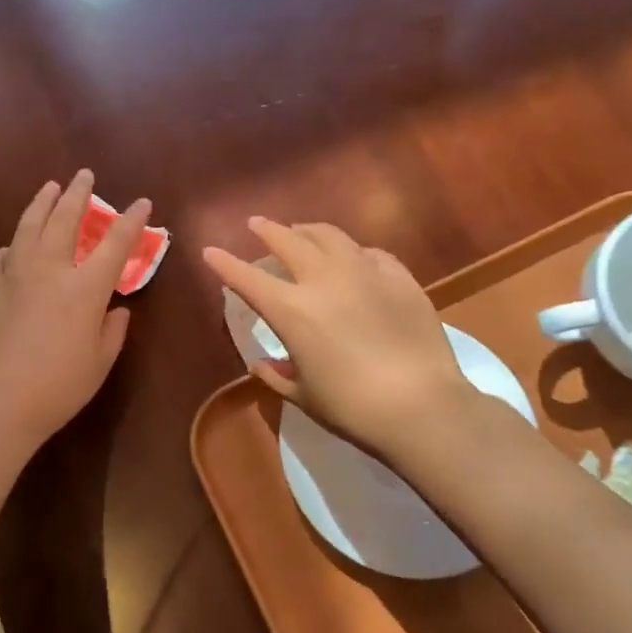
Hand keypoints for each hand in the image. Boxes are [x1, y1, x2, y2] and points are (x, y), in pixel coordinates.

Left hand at [0, 170, 151, 457]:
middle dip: (78, 194)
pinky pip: (0, 256)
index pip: (115, 244)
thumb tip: (116, 310)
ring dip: (42, 203)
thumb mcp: (99, 364)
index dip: (131, 221)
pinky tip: (12, 248)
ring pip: (28, 227)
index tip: (141, 202)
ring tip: (49, 187)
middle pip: (65, 220)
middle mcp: (49, 271)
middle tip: (84, 175)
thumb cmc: (56, 389)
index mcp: (84, 289)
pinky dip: (11, 246)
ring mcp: (12, 276)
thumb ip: (112, 331)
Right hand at [202, 219, 478, 465]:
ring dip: (309, 231)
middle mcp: (324, 280)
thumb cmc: (352, 408)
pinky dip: (353, 252)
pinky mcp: (399, 277)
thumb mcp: (305, 395)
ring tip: (302, 232)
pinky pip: (370, 253)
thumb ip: (278, 375)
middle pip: (288, 241)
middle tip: (257, 224)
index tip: (210, 251)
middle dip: (267, 230)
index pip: (248, 279)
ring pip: (330, 236)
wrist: (421, 404)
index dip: (225, 263)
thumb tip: (262, 363)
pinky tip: (355, 258)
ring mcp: (364, 272)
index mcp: (292, 310)